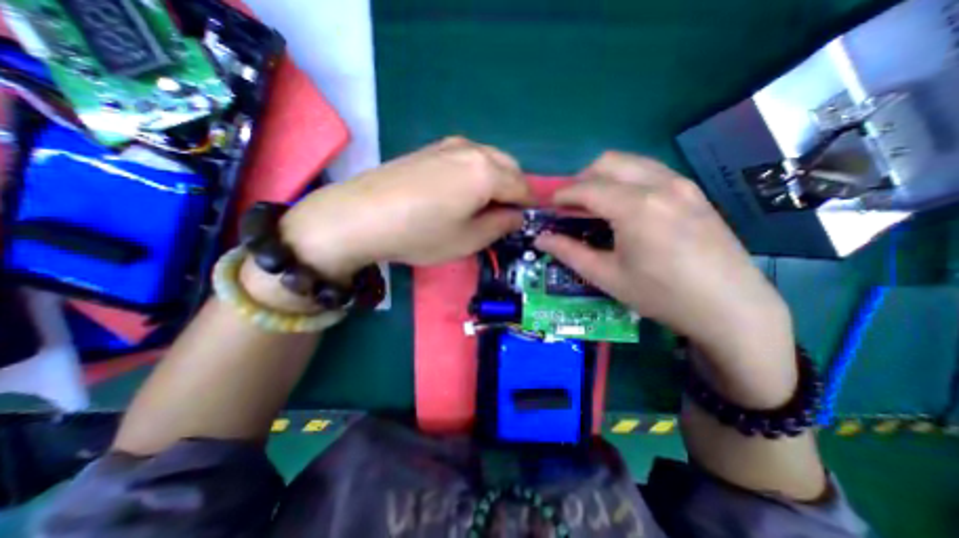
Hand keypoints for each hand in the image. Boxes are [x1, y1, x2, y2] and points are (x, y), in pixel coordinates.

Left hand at [278, 136, 535, 282]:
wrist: (361, 216)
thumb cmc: (421, 233)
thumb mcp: (469, 240)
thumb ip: (501, 225)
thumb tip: (516, 216)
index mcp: (487, 172)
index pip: (523, 187)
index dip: (529, 205)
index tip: (527, 221)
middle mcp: (473, 150)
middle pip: (509, 166)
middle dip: (515, 189)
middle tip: (505, 215)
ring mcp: (449, 145)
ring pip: (489, 158)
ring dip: (497, 179)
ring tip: (484, 204)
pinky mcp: (431, 148)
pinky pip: (468, 157)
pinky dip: (477, 172)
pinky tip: (461, 191)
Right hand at [539, 152, 795, 403]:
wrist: (732, 307)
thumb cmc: (662, 295)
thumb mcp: (607, 277)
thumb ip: (569, 252)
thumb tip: (540, 239)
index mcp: (635, 207)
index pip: (586, 187)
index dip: (562, 195)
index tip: (549, 207)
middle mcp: (659, 185)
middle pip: (607, 162)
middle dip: (581, 179)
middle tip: (570, 206)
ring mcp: (681, 184)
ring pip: (630, 162)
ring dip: (604, 177)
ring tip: (594, 204)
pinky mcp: (693, 191)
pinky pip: (650, 171)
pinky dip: (626, 179)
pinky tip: (624, 205)